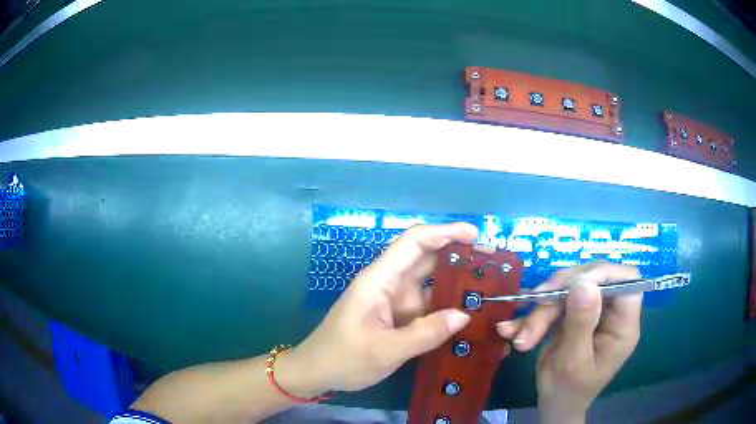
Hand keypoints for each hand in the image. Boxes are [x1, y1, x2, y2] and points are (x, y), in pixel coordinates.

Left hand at [283, 223, 477, 394]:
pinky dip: (448, 305)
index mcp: (380, 280)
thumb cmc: (343, 358)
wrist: (317, 372)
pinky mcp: (399, 317)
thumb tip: (465, 314)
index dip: (444, 232)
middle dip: (459, 255)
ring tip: (490, 286)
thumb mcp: (385, 350)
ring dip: (457, 282)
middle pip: (427, 258)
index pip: (414, 242)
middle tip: (494, 263)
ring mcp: (395, 300)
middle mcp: (390, 283)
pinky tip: (470, 312)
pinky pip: (428, 305)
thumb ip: (426, 333)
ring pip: (431, 282)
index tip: (475, 236)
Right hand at [496, 262, 642, 423]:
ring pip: (570, 289)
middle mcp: (611, 313)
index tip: (574, 284)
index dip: (604, 274)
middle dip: (561, 293)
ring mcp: (592, 312)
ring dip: (542, 307)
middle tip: (536, 308)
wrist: (554, 405)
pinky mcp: (574, 314)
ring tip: (521, 335)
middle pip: (594, 280)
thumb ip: (581, 323)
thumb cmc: (568, 391)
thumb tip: (584, 283)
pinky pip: (555, 301)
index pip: (627, 281)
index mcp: (623, 326)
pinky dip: (533, 314)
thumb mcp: (572, 363)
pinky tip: (512, 329)